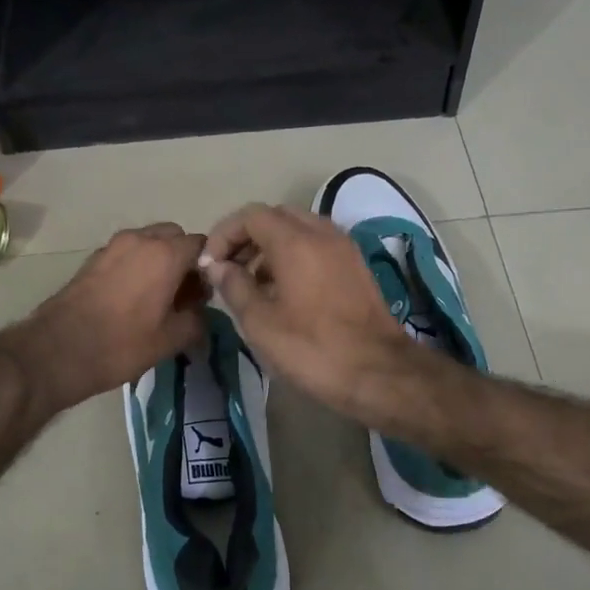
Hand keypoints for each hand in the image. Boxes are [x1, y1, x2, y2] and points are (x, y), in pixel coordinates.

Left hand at [14, 223, 208, 411]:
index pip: (201, 244)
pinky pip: (126, 253)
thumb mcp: (171, 340)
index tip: (202, 294)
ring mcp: (113, 246)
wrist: (57, 350)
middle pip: (173, 236)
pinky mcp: (93, 259)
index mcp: (165, 254)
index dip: (207, 267)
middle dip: (182, 258)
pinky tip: (131, 298)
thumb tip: (199, 311)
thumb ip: (196, 320)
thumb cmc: (121, 344)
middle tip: (182, 293)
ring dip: (158, 260)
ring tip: (156, 296)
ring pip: (148, 242)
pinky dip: (136, 266)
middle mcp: (140, 240)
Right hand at [200, 204, 415, 419]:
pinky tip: (283, 292)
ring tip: (252, 283)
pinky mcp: (355, 267)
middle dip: (247, 237)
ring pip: (299, 230)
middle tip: (229, 269)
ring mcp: (344, 249)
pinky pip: (317, 246)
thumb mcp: (260, 323)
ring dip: (270, 247)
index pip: (251, 216)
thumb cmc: (312, 349)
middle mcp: (322, 234)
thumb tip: (218, 266)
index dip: (224, 234)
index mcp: (296, 241)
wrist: (379, 373)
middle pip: (276, 217)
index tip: (210, 264)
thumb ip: (234, 286)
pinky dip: (294, 256)